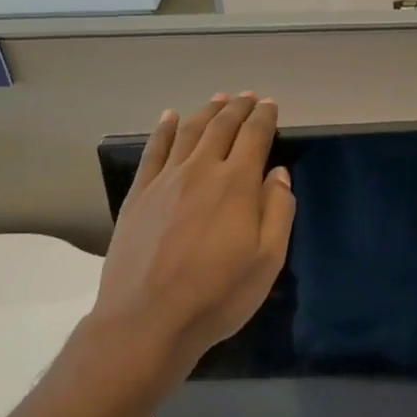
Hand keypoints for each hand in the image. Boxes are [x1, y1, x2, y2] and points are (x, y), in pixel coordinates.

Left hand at [90, 93, 295, 375]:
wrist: (147, 320)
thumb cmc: (218, 295)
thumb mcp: (268, 260)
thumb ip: (278, 210)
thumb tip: (278, 173)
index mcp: (236, 185)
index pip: (254, 137)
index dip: (264, 117)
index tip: (270, 104)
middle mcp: (200, 171)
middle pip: (220, 127)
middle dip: (237, 108)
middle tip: (247, 96)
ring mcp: (165, 181)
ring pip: (187, 132)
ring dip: (205, 112)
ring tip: (218, 100)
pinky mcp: (139, 195)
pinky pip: (153, 151)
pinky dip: (163, 129)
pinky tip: (169, 117)